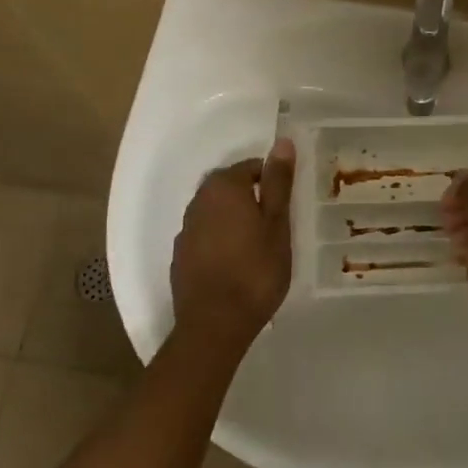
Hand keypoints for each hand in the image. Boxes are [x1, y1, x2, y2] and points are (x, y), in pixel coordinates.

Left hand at [170, 140, 295, 346]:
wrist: (215, 324)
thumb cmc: (255, 270)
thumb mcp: (277, 224)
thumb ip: (278, 182)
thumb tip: (282, 143)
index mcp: (223, 187)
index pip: (251, 167)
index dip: (272, 182)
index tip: (287, 205)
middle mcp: (198, 201)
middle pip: (230, 187)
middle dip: (252, 198)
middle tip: (276, 223)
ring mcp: (186, 230)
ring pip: (216, 212)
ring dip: (235, 219)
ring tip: (258, 244)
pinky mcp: (181, 256)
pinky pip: (206, 235)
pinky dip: (221, 240)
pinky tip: (236, 263)